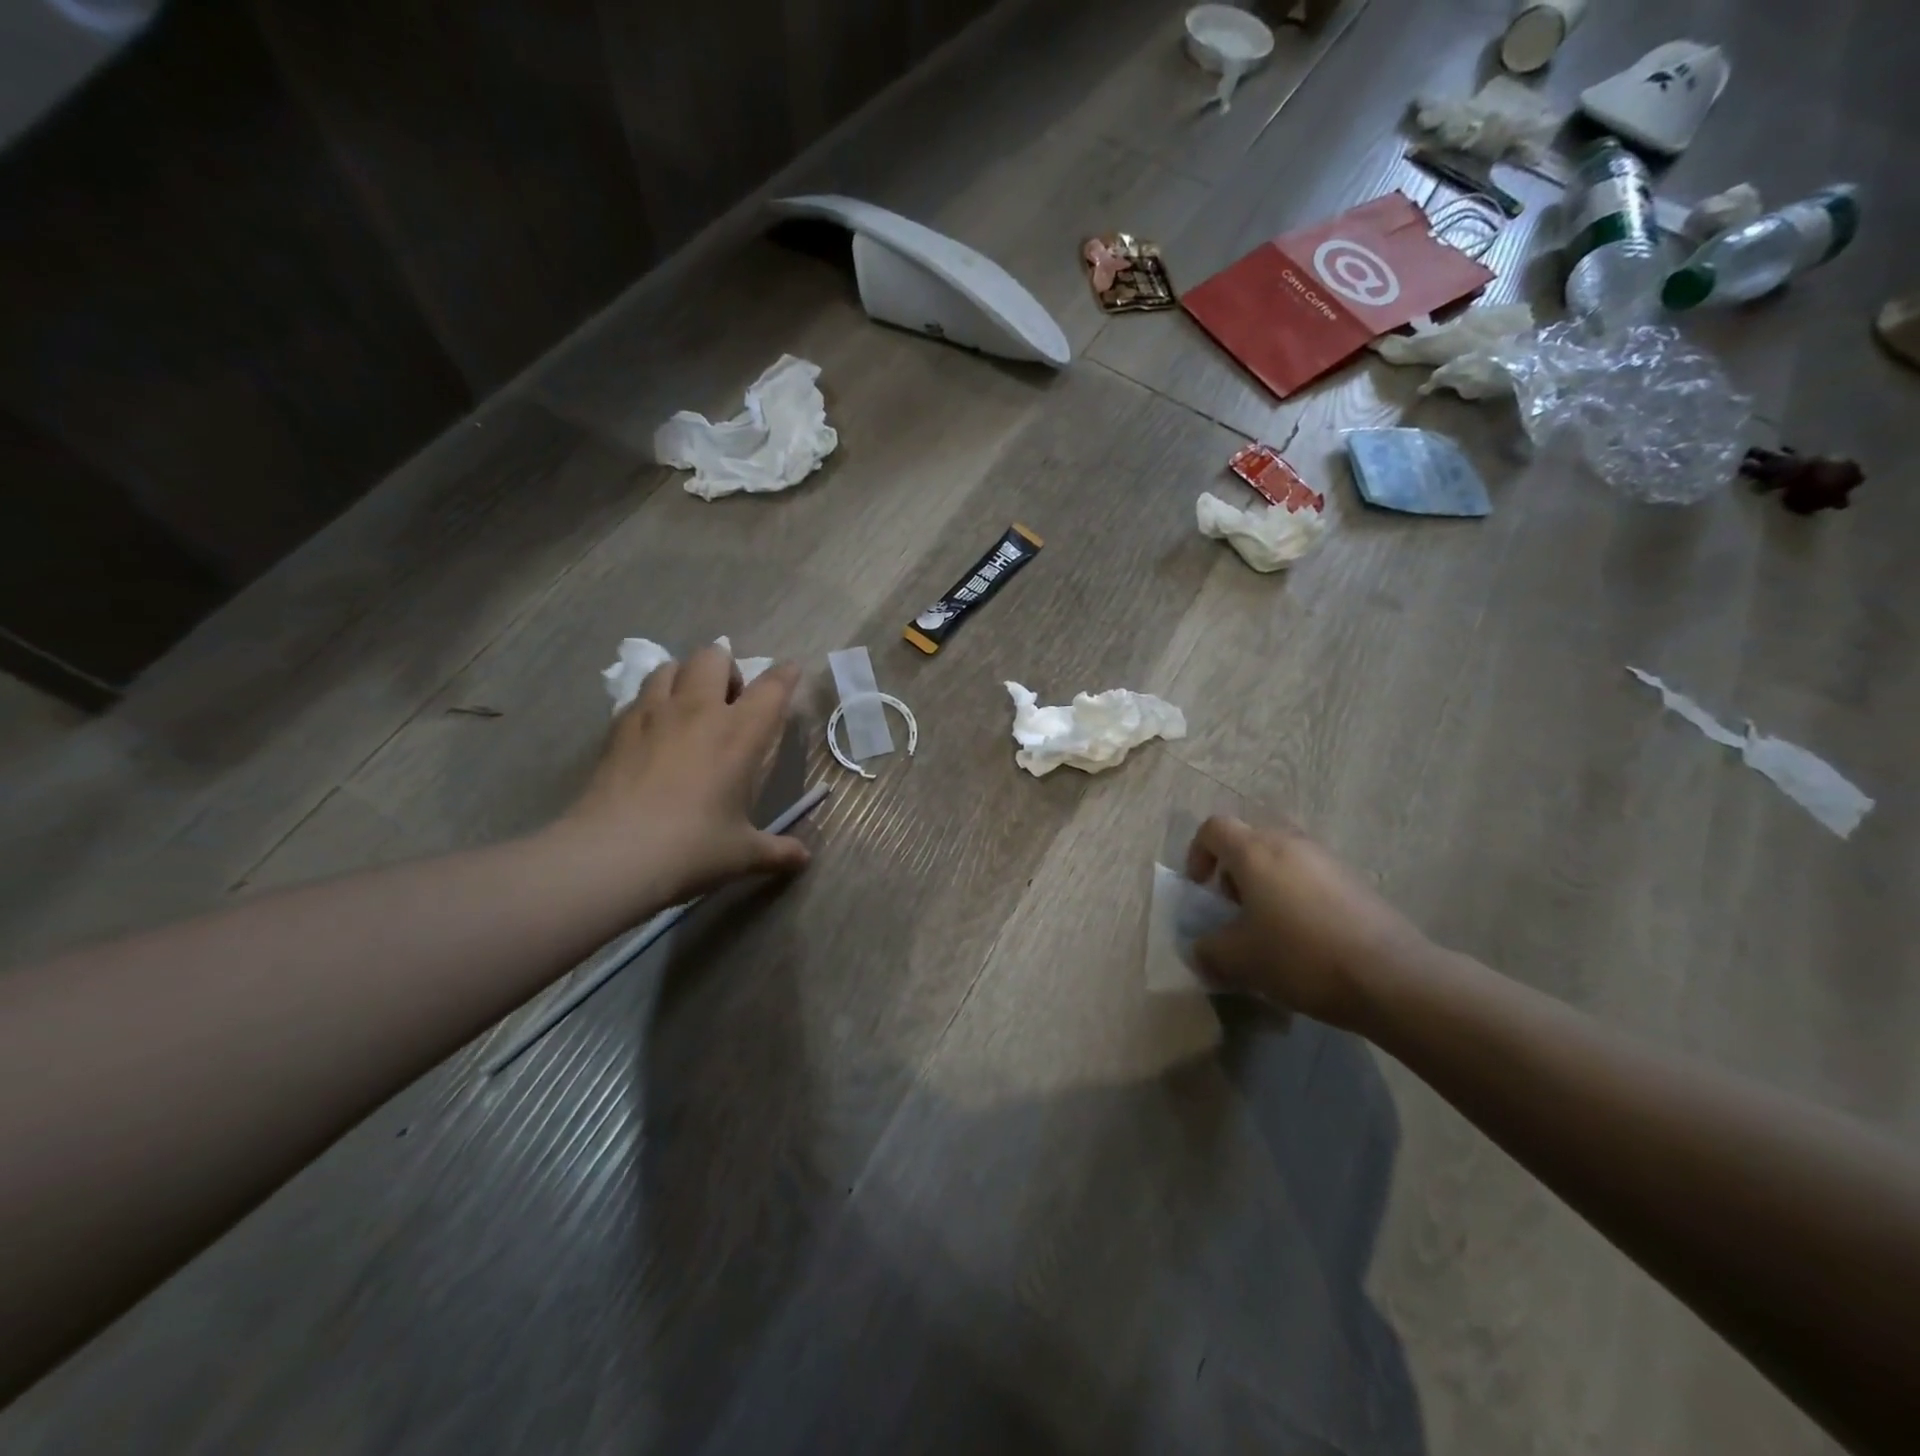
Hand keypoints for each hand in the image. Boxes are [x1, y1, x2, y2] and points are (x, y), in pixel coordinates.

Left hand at [554, 645, 810, 906]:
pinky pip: (639, 696)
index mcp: (740, 733)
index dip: (785, 675)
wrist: (613, 855)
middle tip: (730, 701)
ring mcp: (653, 714)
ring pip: (671, 666)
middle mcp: (699, 710)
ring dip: (686, 676)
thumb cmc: (692, 848)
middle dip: (727, 668)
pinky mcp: (618, 728)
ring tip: (689, 706)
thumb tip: (803, 860)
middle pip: (714, 656)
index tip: (790, 671)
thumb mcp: (742, 854)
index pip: (772, 688)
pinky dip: (652, 701)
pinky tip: (653, 731)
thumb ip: (777, 851)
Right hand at [1184, 816, 1433, 1030]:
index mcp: (1255, 851)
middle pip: (1249, 840)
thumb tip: (1201, 951)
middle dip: (1233, 871)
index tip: (1202, 891)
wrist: (1390, 977)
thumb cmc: (1300, 956)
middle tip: (1235, 911)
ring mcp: (1327, 859)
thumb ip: (1209, 950)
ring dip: (1266, 884)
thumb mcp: (1239, 960)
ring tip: (1269, 927)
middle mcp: (1290, 843)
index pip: (1214, 828)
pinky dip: (1296, 895)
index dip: (1198, 854)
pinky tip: (1304, 937)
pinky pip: (1310, 876)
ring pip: (1282, 858)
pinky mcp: (1355, 880)